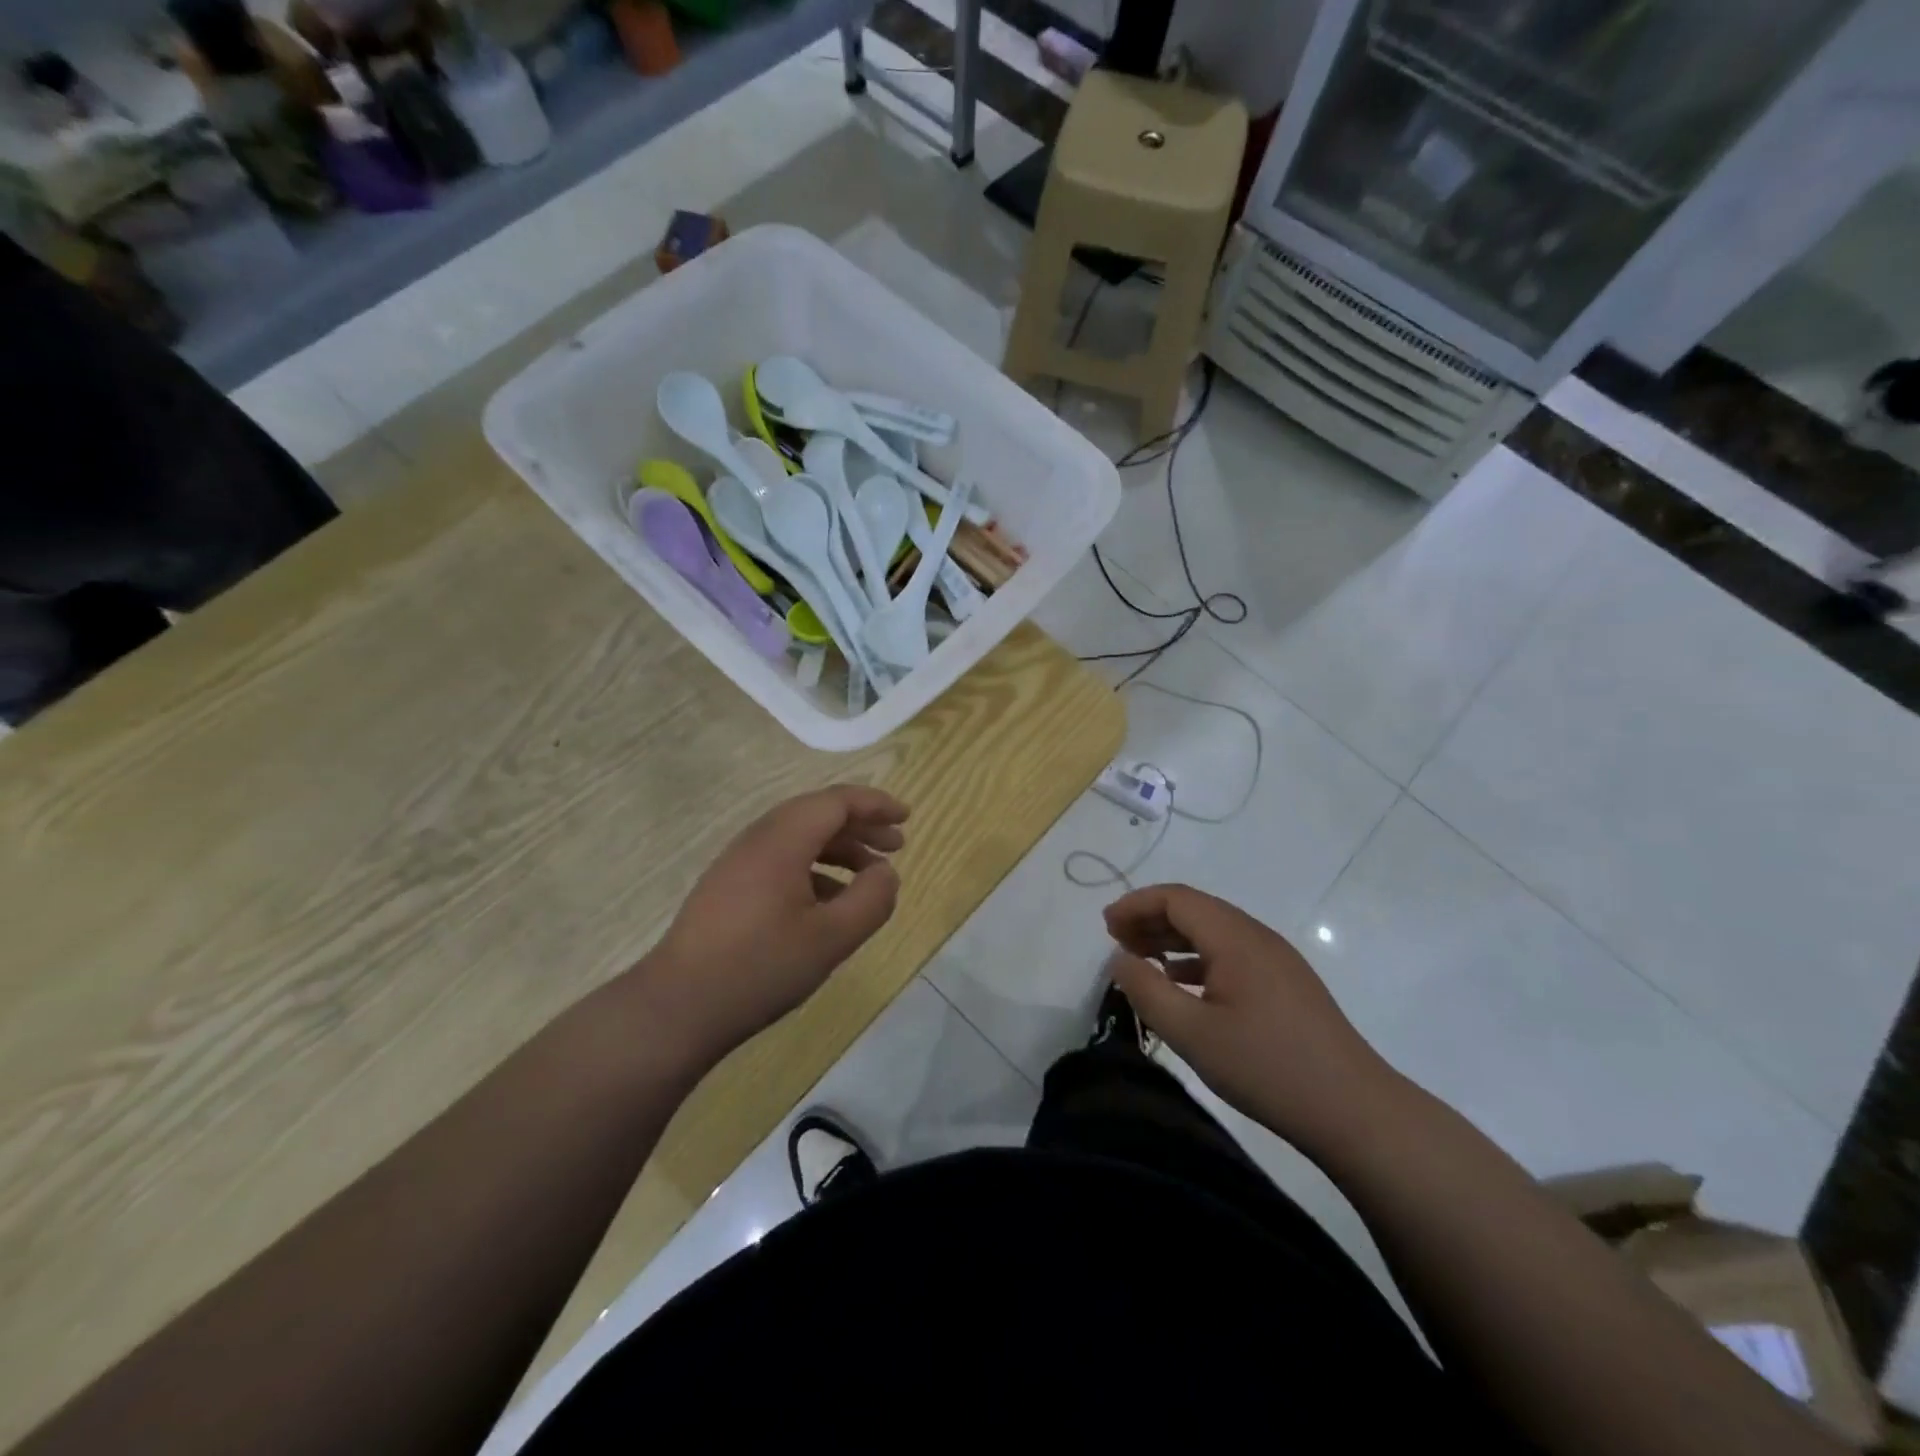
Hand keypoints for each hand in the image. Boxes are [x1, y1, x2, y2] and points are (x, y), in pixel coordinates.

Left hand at [641, 785, 907, 1060]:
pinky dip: (815, 869)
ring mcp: (738, 864)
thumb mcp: (831, 938)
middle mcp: (758, 840)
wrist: (677, 1007)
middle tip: (896, 846)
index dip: (875, 804)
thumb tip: (887, 873)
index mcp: (782, 841)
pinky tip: (831, 903)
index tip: (906, 818)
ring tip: (870, 876)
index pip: (836, 802)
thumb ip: (870, 900)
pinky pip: (781, 861)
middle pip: (817, 814)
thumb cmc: (760, 967)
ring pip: (798, 838)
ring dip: (839, 849)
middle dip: (860, 826)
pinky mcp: (728, 888)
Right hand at [1104, 884, 1400, 1157]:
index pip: (1177, 898)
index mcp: (1235, 938)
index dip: (1136, 904)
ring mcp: (1276, 960)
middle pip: (1195, 909)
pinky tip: (1182, 985)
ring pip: (1214, 932)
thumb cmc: (1267, 1068)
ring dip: (1173, 938)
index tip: (1105, 926)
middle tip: (1116, 942)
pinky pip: (1231, 954)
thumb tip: (1120, 959)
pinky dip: (1197, 959)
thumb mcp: (1192, 1034)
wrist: (1355, 1111)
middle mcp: (1257, 937)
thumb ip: (1147, 992)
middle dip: (1151, 918)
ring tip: (1141, 960)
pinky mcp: (1286, 985)